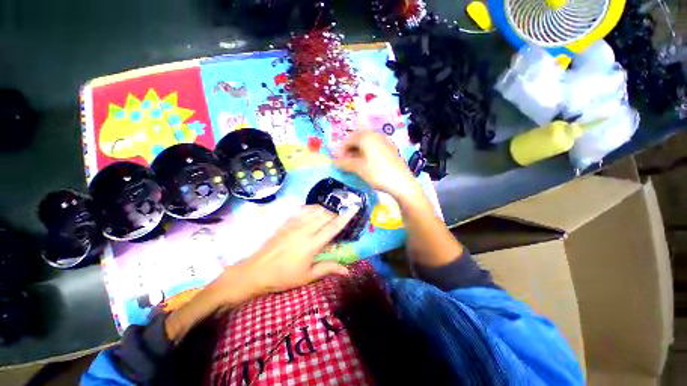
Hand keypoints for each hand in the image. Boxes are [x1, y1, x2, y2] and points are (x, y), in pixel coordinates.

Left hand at [225, 205, 356, 296]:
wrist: (256, 270)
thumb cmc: (283, 276)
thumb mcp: (307, 276)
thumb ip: (328, 269)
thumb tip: (347, 271)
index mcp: (312, 244)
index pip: (333, 227)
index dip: (345, 217)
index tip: (354, 208)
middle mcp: (305, 230)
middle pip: (325, 215)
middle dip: (336, 213)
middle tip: (342, 215)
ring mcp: (294, 224)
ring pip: (315, 210)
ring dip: (325, 209)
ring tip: (331, 212)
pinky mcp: (286, 222)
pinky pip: (302, 210)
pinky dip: (312, 208)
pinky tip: (315, 210)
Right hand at [334, 130, 418, 200]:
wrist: (402, 183)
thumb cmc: (378, 173)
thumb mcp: (358, 168)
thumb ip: (344, 163)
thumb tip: (334, 162)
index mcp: (367, 137)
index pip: (349, 139)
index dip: (341, 149)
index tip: (336, 160)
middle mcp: (376, 136)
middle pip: (358, 139)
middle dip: (349, 150)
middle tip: (344, 161)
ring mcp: (385, 142)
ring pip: (366, 144)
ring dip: (357, 152)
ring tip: (353, 164)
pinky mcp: (391, 150)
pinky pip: (374, 148)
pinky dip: (366, 154)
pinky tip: (366, 164)